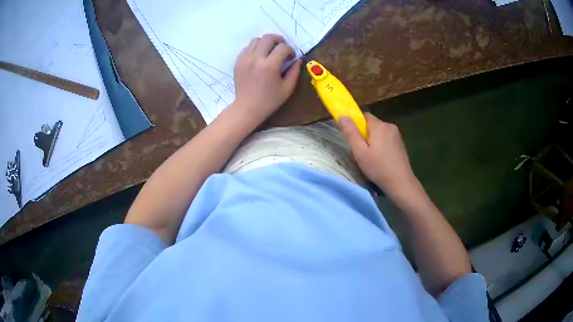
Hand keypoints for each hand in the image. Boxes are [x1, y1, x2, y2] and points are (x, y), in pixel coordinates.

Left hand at [232, 34, 301, 124]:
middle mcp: (256, 59)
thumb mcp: (287, 88)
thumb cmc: (269, 101)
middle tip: (282, 49)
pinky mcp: (238, 61)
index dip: (290, 50)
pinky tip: (259, 57)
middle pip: (268, 37)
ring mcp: (245, 59)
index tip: (290, 58)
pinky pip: (248, 47)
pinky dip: (256, 48)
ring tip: (270, 52)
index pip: (283, 47)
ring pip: (256, 39)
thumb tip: (298, 59)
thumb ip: (294, 72)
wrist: (247, 108)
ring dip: (266, 43)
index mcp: (270, 66)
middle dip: (279, 40)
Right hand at [339, 113, 418, 198]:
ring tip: (371, 157)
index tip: (354, 138)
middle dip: (365, 134)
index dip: (356, 125)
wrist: (400, 183)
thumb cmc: (378, 167)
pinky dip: (382, 145)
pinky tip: (381, 159)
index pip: (364, 116)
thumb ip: (350, 132)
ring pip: (380, 132)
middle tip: (361, 151)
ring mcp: (397, 135)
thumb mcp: (359, 152)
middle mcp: (389, 126)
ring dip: (374, 140)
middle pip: (372, 124)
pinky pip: (387, 139)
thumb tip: (342, 115)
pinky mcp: (401, 144)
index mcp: (379, 126)